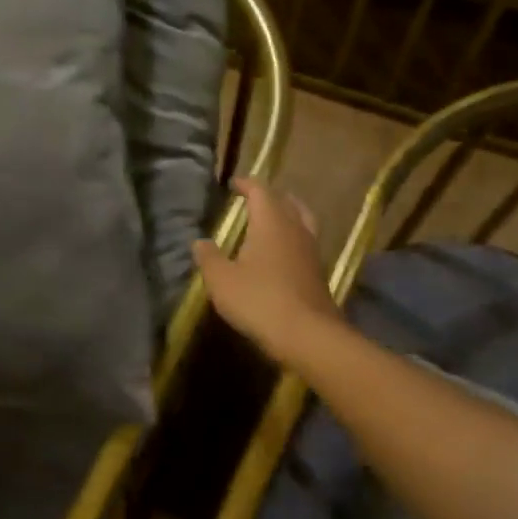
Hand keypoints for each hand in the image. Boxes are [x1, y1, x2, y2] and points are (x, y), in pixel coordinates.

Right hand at [193, 179, 344, 367]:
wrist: (306, 334)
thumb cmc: (259, 300)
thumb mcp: (221, 280)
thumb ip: (208, 257)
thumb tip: (199, 242)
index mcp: (271, 222)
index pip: (260, 191)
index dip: (246, 184)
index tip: (233, 184)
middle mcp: (295, 230)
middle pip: (287, 202)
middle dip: (270, 197)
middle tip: (254, 199)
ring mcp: (311, 251)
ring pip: (302, 221)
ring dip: (287, 215)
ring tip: (272, 221)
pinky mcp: (318, 273)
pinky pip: (305, 244)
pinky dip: (293, 239)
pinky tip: (282, 253)